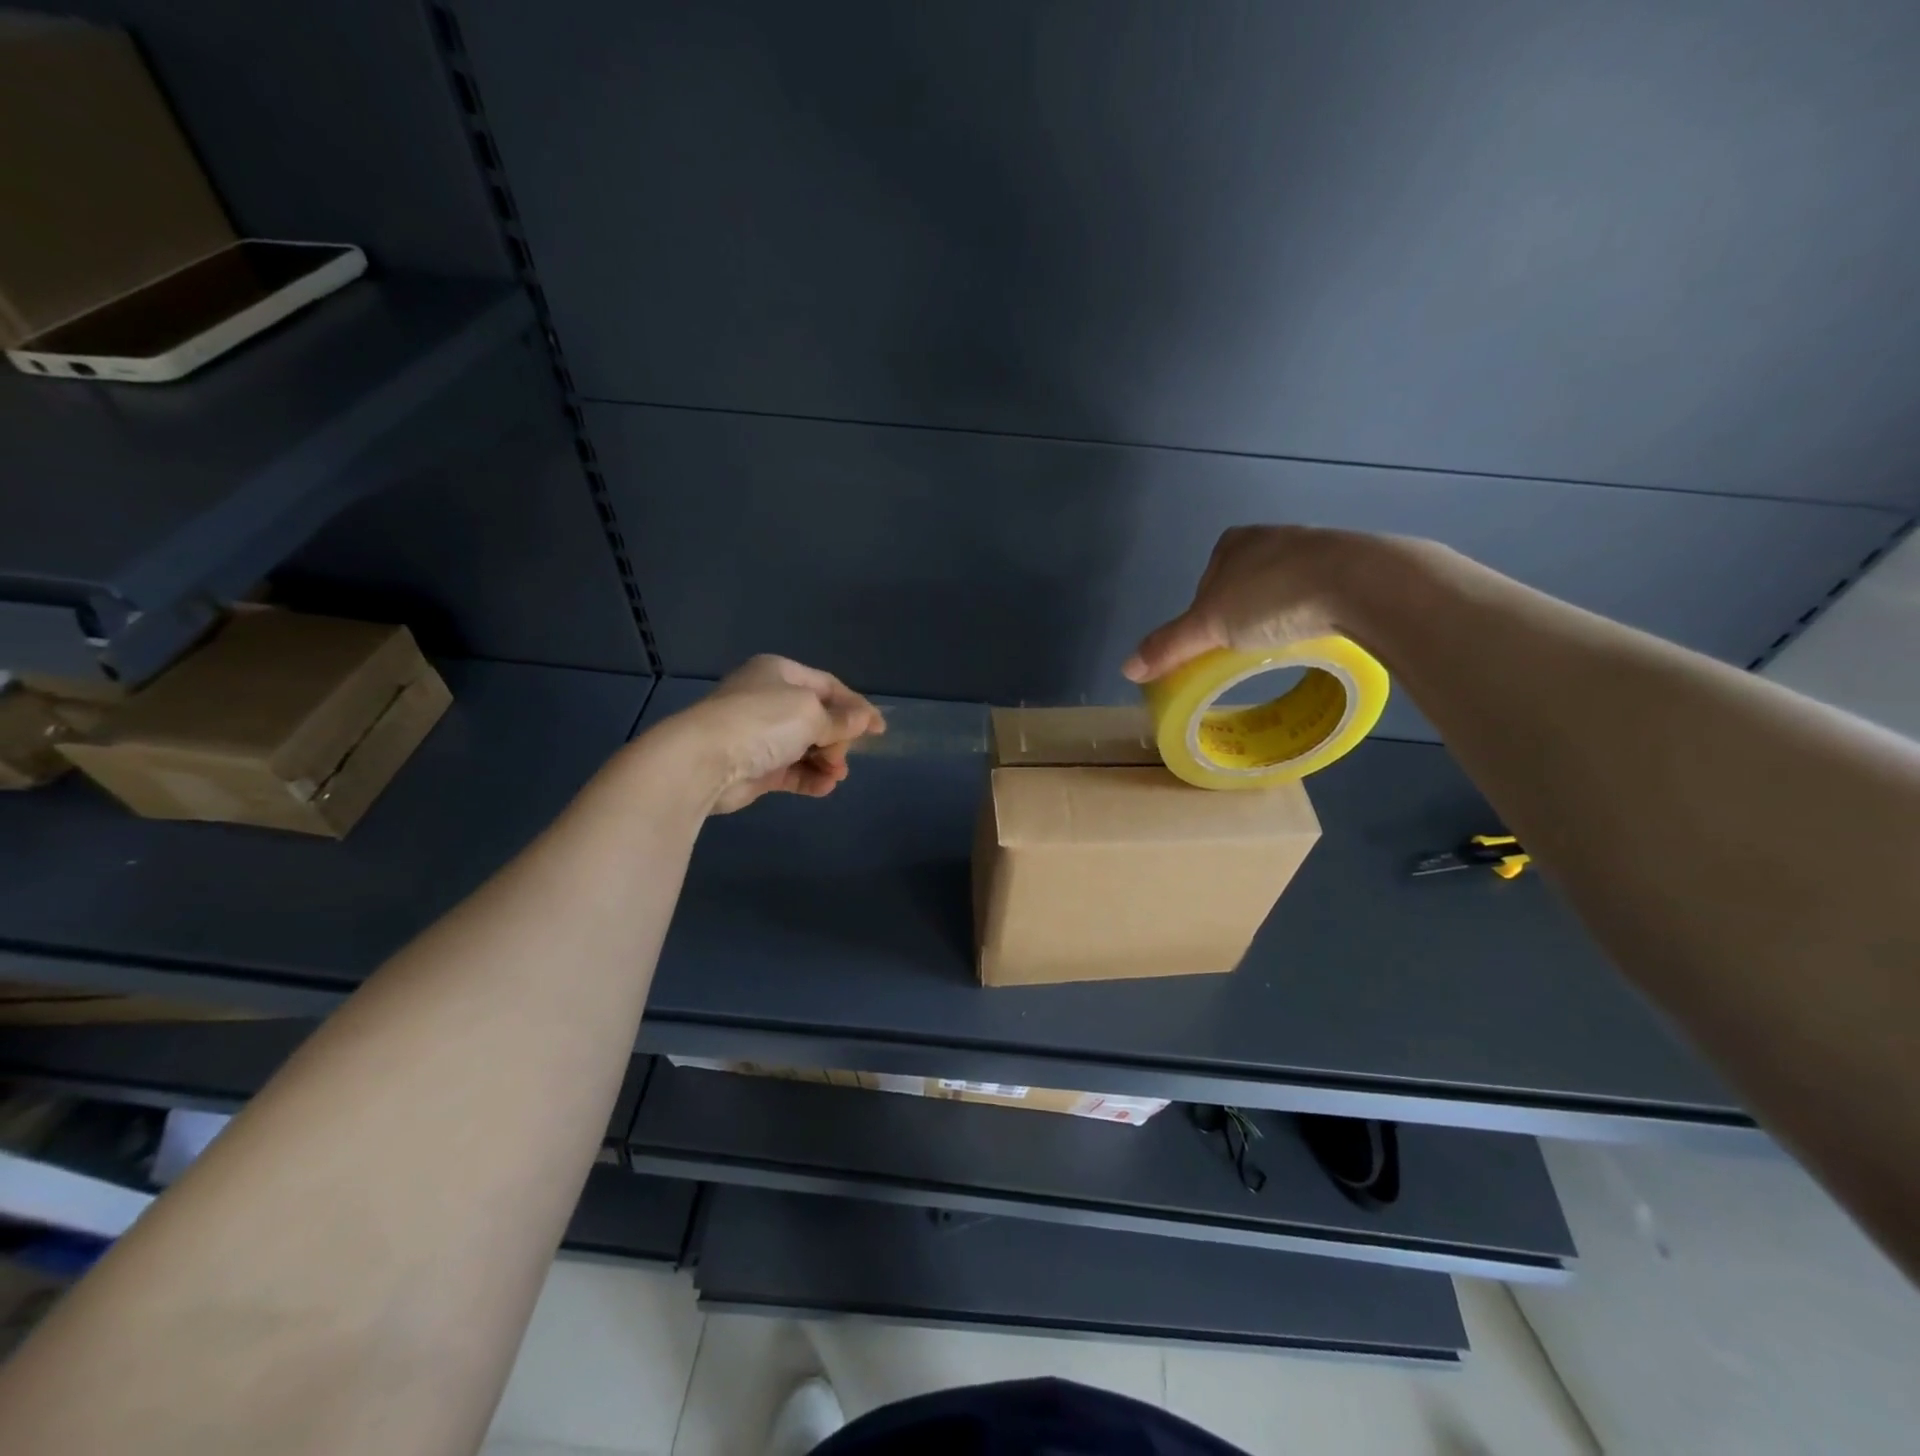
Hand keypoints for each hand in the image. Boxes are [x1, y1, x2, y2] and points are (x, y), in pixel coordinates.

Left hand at [663, 655, 884, 813]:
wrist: (705, 760)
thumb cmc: (762, 722)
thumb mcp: (811, 713)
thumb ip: (841, 720)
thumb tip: (865, 720)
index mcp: (780, 673)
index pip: (828, 686)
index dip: (856, 706)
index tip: (879, 729)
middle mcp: (769, 699)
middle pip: (818, 718)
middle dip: (837, 738)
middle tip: (843, 755)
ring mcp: (760, 734)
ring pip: (806, 746)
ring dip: (826, 761)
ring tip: (836, 775)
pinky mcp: (755, 766)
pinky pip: (791, 770)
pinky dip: (810, 778)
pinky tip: (825, 787)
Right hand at [1123, 526, 1374, 682]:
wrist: (1358, 582)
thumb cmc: (1272, 596)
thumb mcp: (1209, 626)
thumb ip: (1169, 645)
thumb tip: (1126, 668)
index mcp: (1233, 543)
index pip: (1205, 585)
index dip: (1204, 618)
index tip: (1215, 644)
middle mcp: (1271, 537)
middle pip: (1241, 587)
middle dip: (1242, 617)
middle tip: (1248, 649)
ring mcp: (1314, 548)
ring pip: (1281, 590)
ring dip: (1278, 615)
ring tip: (1283, 643)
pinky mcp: (1349, 566)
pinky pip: (1317, 594)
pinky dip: (1311, 614)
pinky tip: (1315, 631)